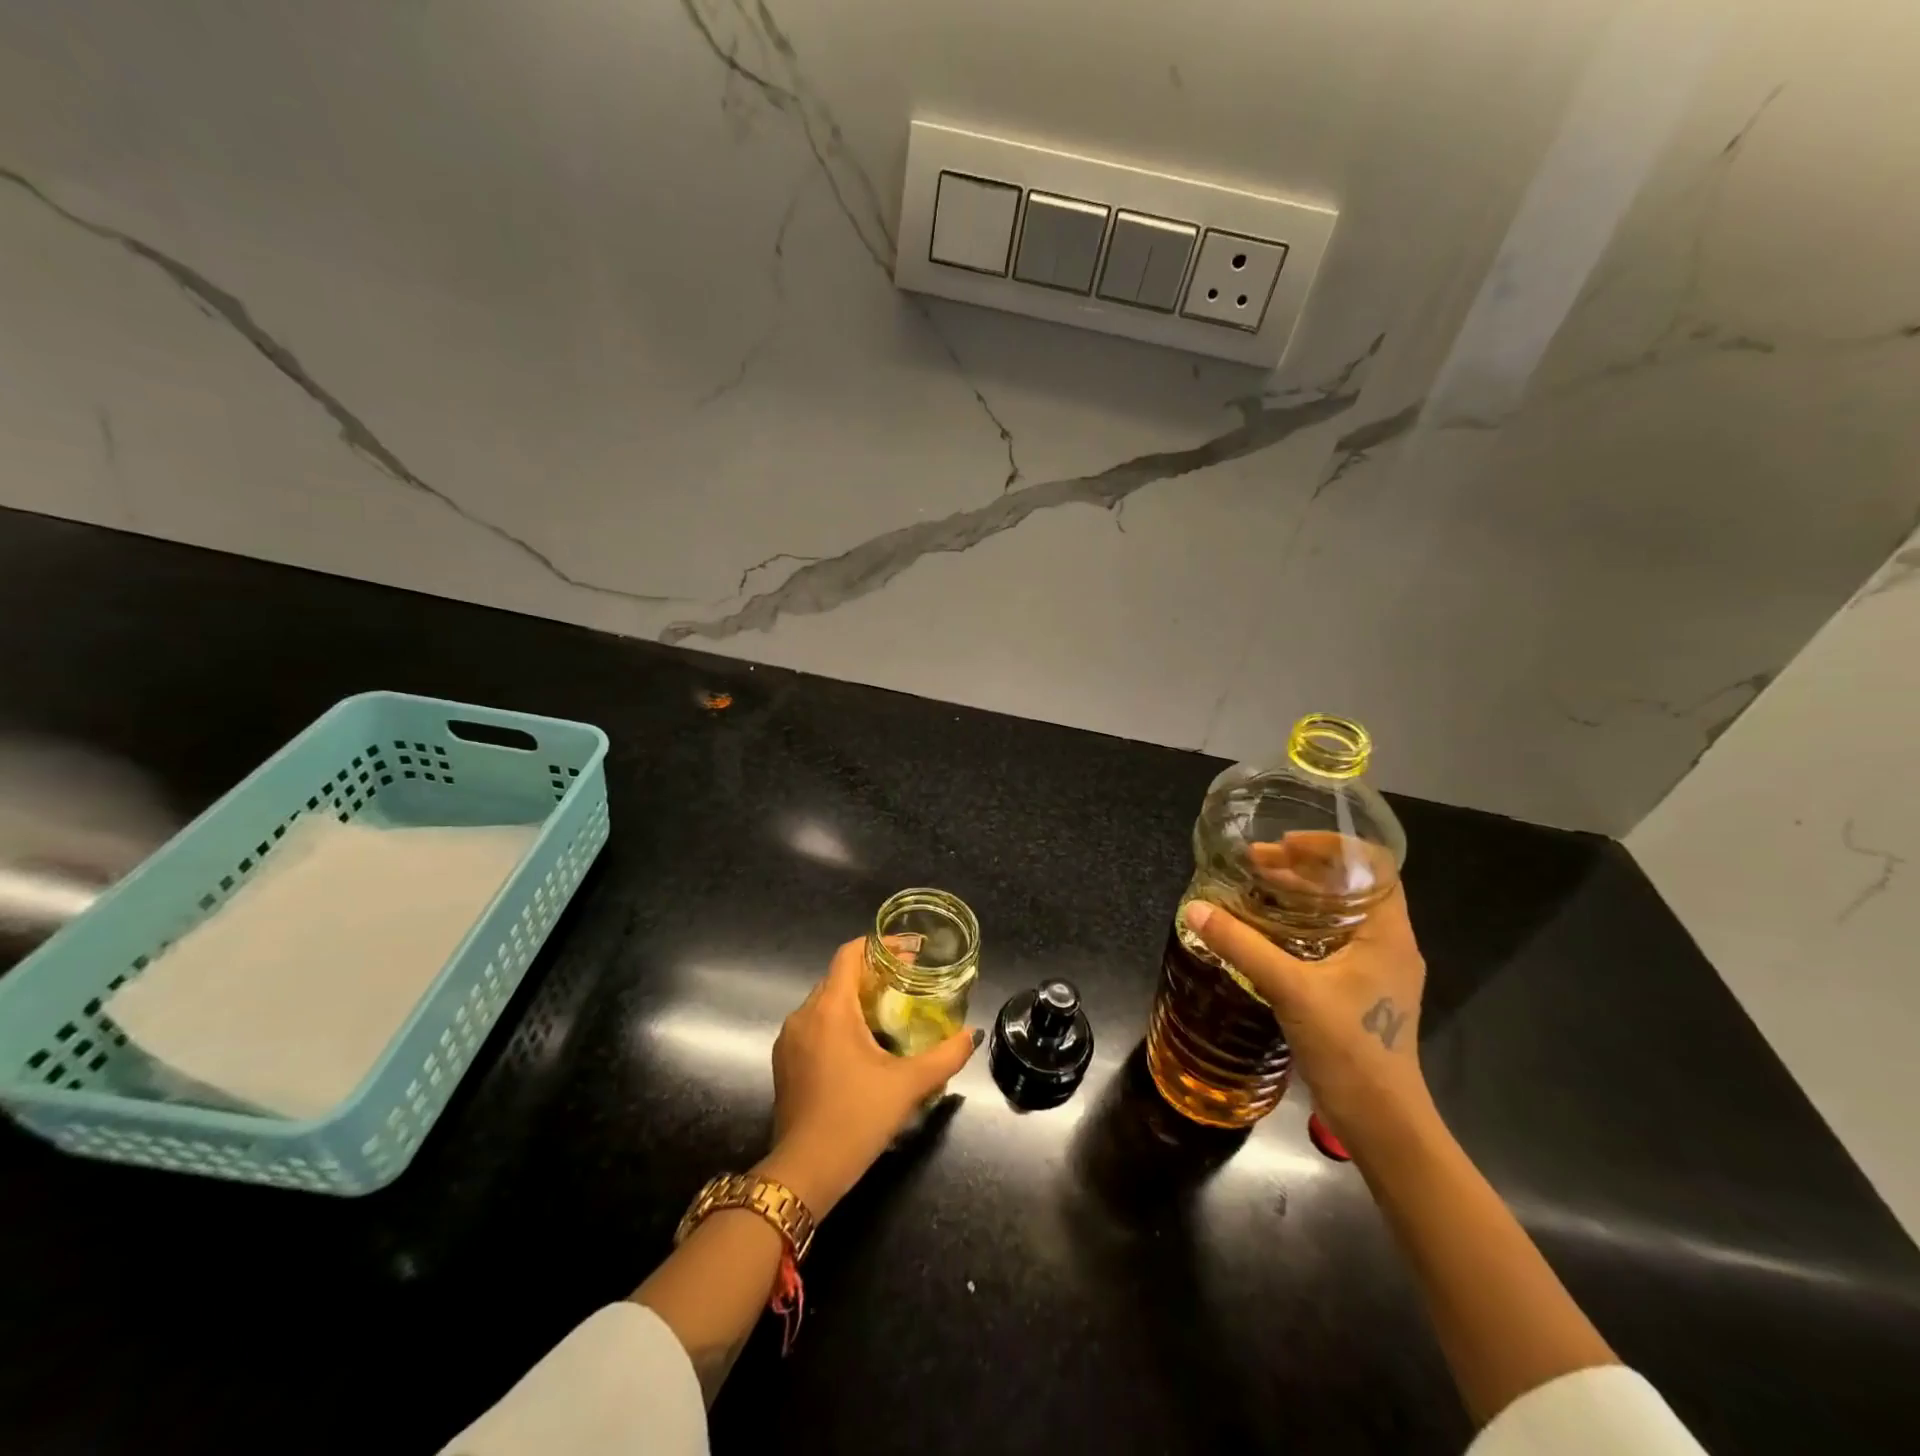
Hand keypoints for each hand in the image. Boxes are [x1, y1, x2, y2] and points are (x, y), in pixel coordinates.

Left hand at [757, 936, 979, 1217]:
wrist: (804, 1172)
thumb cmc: (856, 1118)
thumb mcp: (908, 1085)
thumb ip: (945, 1056)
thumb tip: (971, 1035)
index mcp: (831, 1008)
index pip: (850, 954)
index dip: (879, 946)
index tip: (908, 953)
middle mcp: (804, 1014)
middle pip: (839, 977)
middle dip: (873, 975)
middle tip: (907, 985)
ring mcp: (789, 1039)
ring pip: (826, 1003)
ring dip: (856, 1000)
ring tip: (889, 1014)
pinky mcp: (785, 1062)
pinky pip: (814, 1026)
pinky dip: (839, 1023)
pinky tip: (862, 1046)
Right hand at [1183, 866, 1430, 1150]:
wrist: (1381, 1121)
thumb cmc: (1349, 1047)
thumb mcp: (1290, 989)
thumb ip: (1242, 945)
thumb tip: (1194, 909)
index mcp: (1387, 932)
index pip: (1373, 865)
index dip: (1331, 846)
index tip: (1285, 844)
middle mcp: (1388, 943)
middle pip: (1350, 886)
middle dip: (1302, 869)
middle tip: (1255, 863)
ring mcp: (1376, 969)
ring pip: (1339, 914)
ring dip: (1299, 897)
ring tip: (1255, 887)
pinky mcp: (1360, 990)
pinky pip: (1331, 939)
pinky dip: (1300, 925)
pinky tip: (1265, 930)